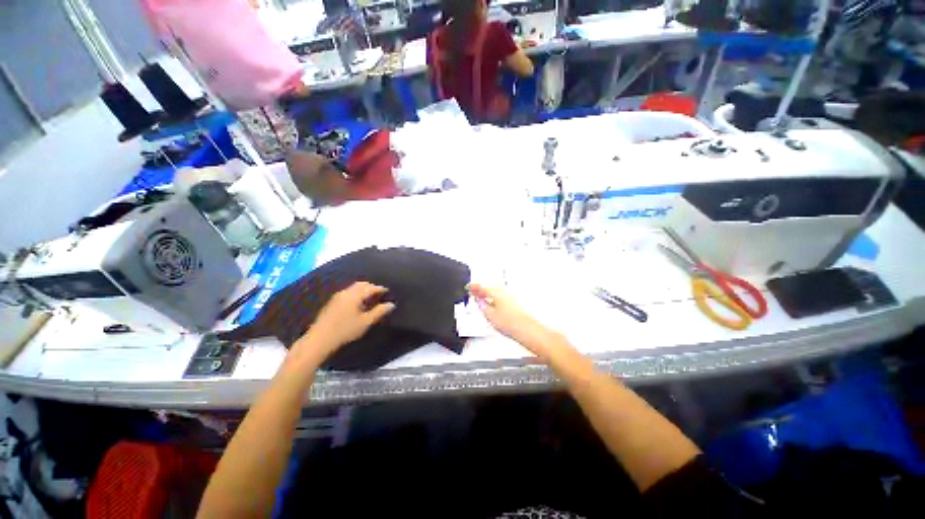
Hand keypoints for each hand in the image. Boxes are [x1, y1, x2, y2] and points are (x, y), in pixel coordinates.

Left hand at [290, 282, 394, 367]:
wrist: (319, 339)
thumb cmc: (345, 330)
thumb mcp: (365, 322)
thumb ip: (379, 312)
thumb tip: (391, 304)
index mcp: (355, 295)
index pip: (371, 288)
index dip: (380, 289)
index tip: (387, 291)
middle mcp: (345, 292)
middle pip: (361, 285)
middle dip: (371, 287)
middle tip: (379, 293)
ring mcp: (337, 297)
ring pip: (353, 288)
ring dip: (363, 290)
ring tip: (369, 298)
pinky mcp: (332, 302)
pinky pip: (347, 292)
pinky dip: (356, 293)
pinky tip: (357, 303)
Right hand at [468, 283, 561, 359]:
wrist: (527, 330)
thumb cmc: (511, 323)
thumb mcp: (490, 316)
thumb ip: (482, 306)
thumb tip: (479, 301)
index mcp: (496, 292)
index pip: (482, 286)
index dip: (473, 287)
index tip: (468, 287)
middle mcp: (504, 292)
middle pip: (489, 287)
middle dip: (481, 289)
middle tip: (473, 292)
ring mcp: (510, 296)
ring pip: (495, 291)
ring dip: (487, 293)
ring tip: (481, 298)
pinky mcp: (515, 302)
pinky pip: (501, 296)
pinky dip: (494, 297)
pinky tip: (492, 304)